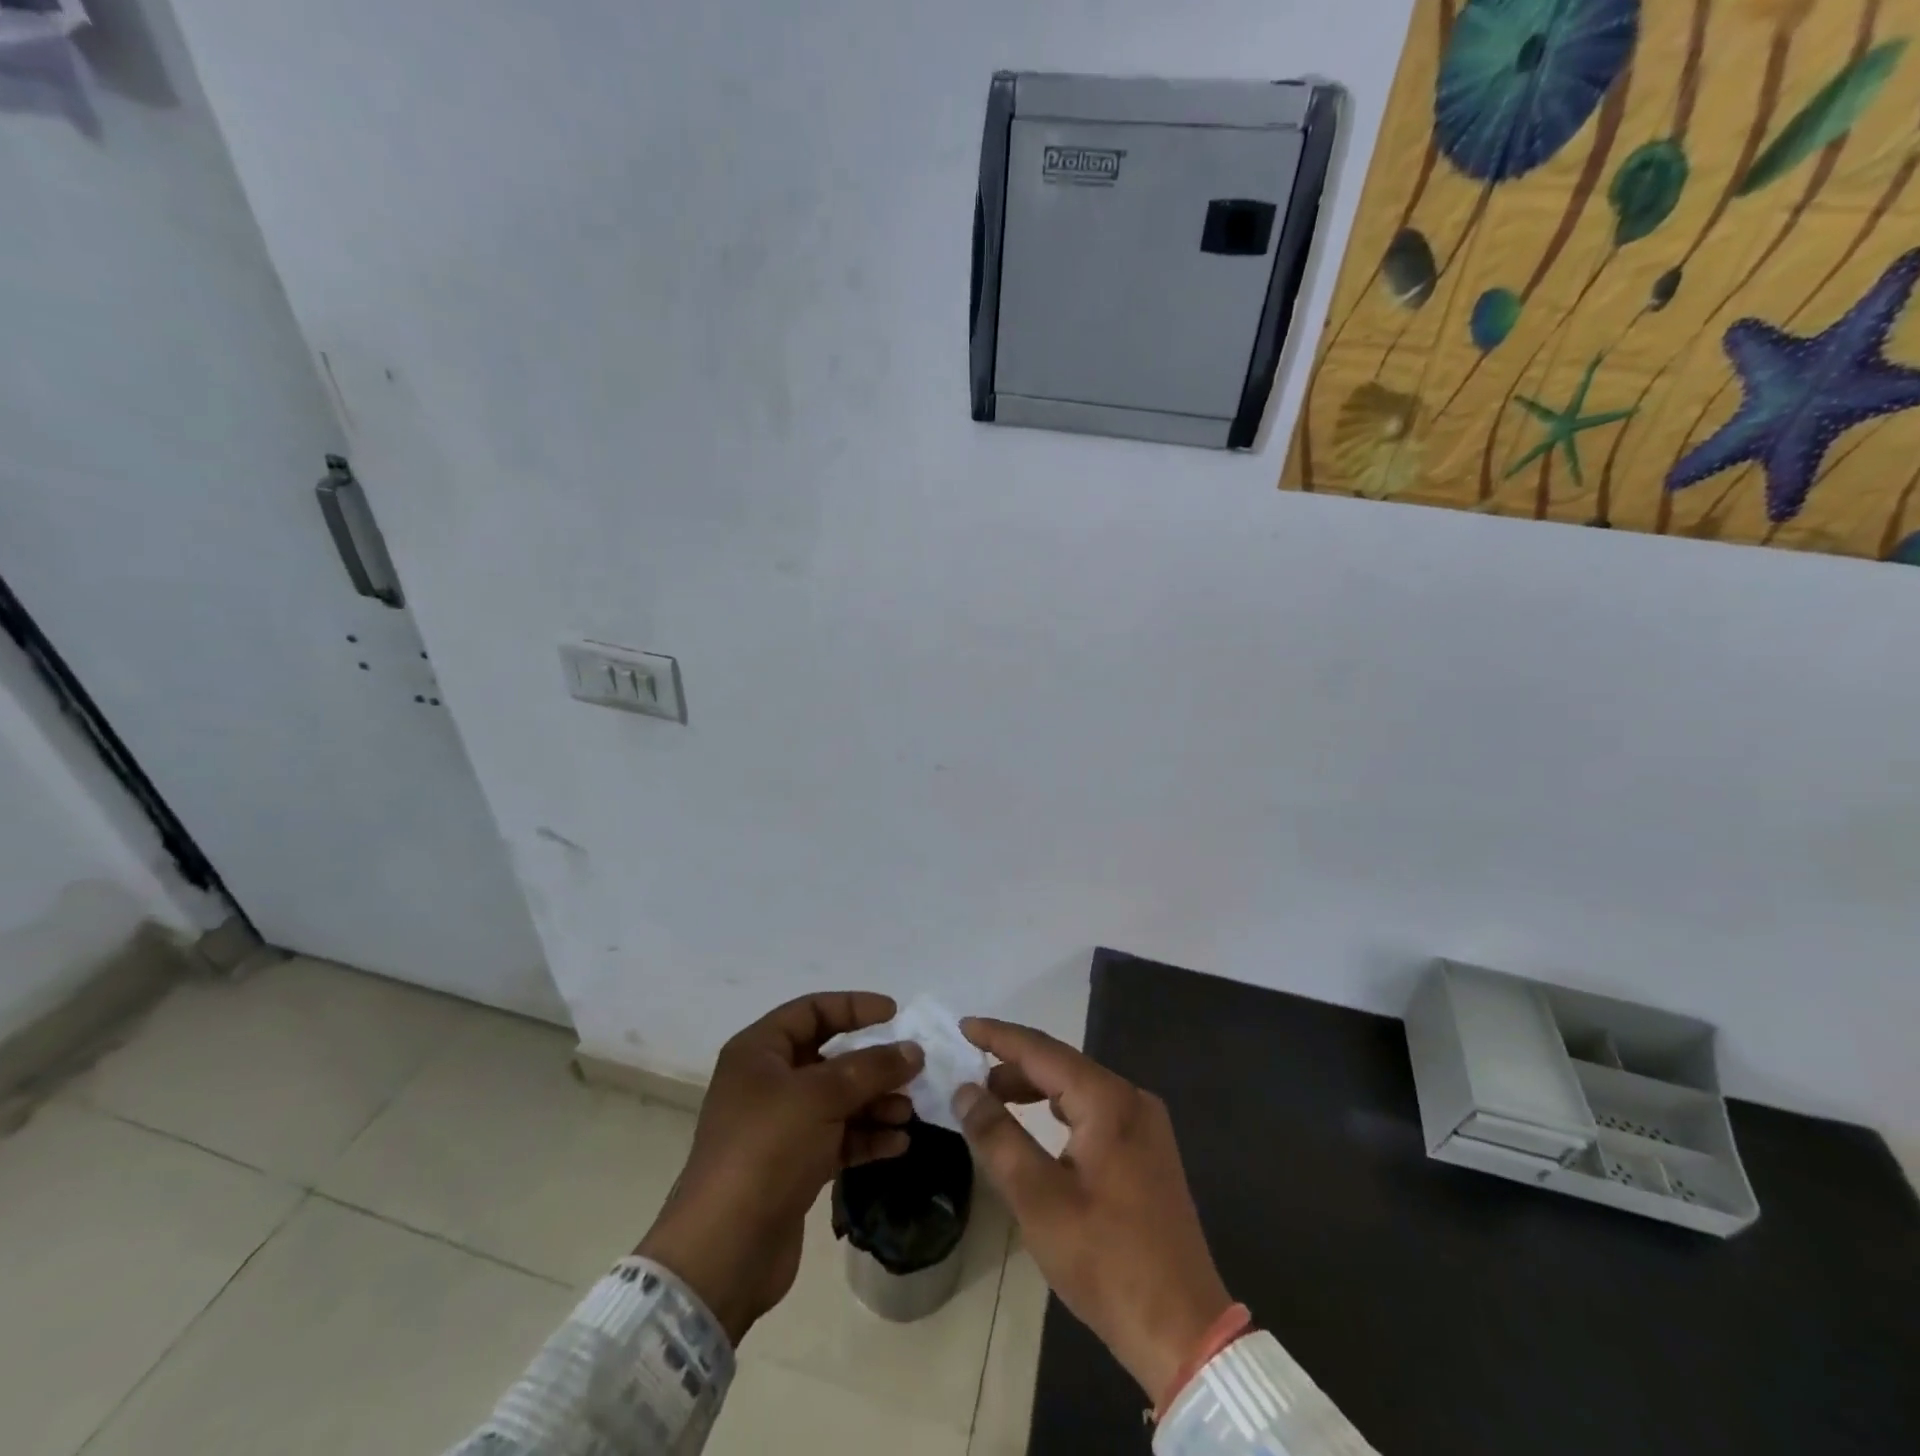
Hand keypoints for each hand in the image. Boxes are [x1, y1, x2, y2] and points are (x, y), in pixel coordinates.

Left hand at [636, 992, 922, 1344]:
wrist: (725, 1251)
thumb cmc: (767, 1149)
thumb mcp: (821, 1096)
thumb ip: (871, 1068)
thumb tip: (914, 1050)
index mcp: (759, 1051)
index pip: (812, 1011)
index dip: (854, 1006)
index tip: (895, 1014)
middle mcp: (767, 1082)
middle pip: (829, 1057)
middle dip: (872, 1064)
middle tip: (912, 1071)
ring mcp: (779, 1127)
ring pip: (837, 1100)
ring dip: (875, 1103)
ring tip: (908, 1113)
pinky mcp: (792, 1166)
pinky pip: (837, 1138)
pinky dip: (866, 1138)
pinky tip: (897, 1144)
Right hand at [953, 1018, 1231, 1404]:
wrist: (1183, 1329)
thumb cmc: (1106, 1260)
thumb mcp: (1039, 1200)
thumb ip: (998, 1137)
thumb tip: (965, 1092)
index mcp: (1109, 1101)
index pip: (1042, 1051)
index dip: (999, 1037)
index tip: (963, 1026)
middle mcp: (1132, 1100)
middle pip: (1062, 1065)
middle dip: (1013, 1064)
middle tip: (970, 1071)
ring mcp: (1146, 1125)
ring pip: (1079, 1088)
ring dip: (1035, 1088)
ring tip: (994, 1099)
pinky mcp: (1148, 1151)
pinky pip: (1095, 1111)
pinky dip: (1060, 1110)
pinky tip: (1040, 1125)